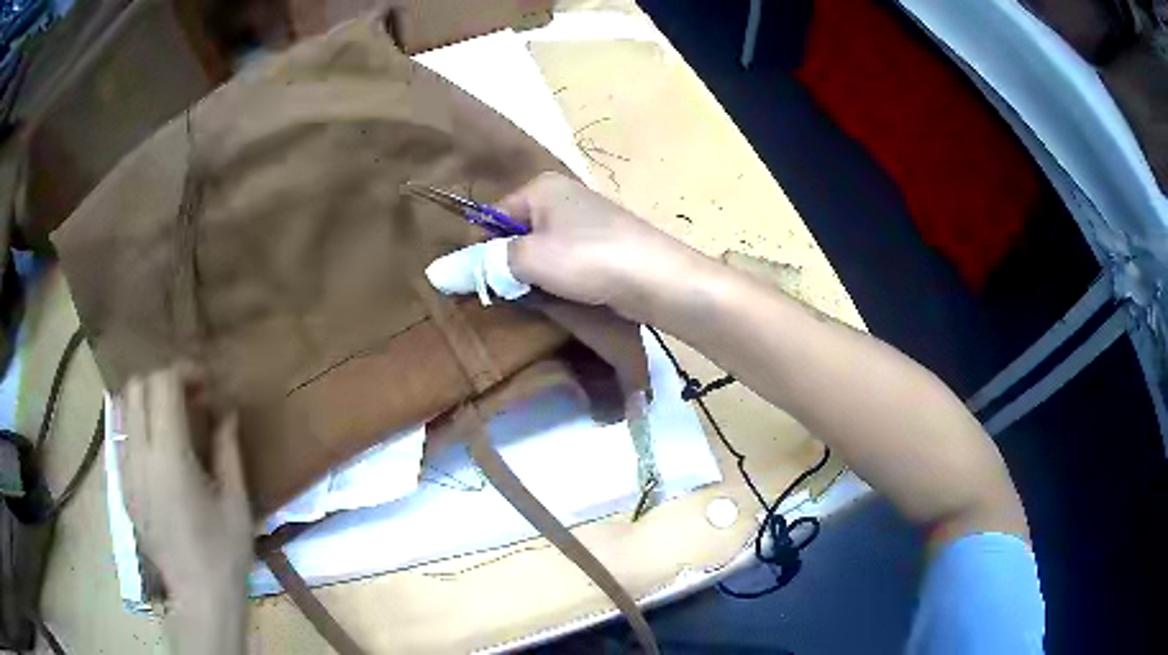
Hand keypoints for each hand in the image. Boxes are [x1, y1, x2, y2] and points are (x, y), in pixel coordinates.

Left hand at [121, 367, 249, 654]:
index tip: (205, 384)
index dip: (184, 372)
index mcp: (169, 458)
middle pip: (137, 387)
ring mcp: (125, 472)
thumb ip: (227, 449)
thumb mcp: (236, 502)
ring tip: (170, 419)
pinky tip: (156, 446)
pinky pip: (120, 436)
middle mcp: (139, 456)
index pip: (162, 385)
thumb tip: (225, 411)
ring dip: (146, 400)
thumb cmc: (224, 554)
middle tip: (189, 399)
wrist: (198, 598)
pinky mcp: (122, 487)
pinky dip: (136, 424)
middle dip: (163, 381)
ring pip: (123, 407)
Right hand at [500, 172, 708, 321]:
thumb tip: (435, 272)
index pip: (491, 216)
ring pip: (540, 250)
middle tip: (506, 296)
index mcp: (542, 187)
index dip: (482, 251)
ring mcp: (586, 220)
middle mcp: (563, 196)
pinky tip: (561, 296)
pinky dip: (557, 278)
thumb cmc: (589, 259)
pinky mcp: (602, 245)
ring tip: (534, 298)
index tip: (482, 284)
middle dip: (508, 264)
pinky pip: (564, 260)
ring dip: (532, 275)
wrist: (659, 279)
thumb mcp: (530, 260)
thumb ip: (484, 263)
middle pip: (516, 233)